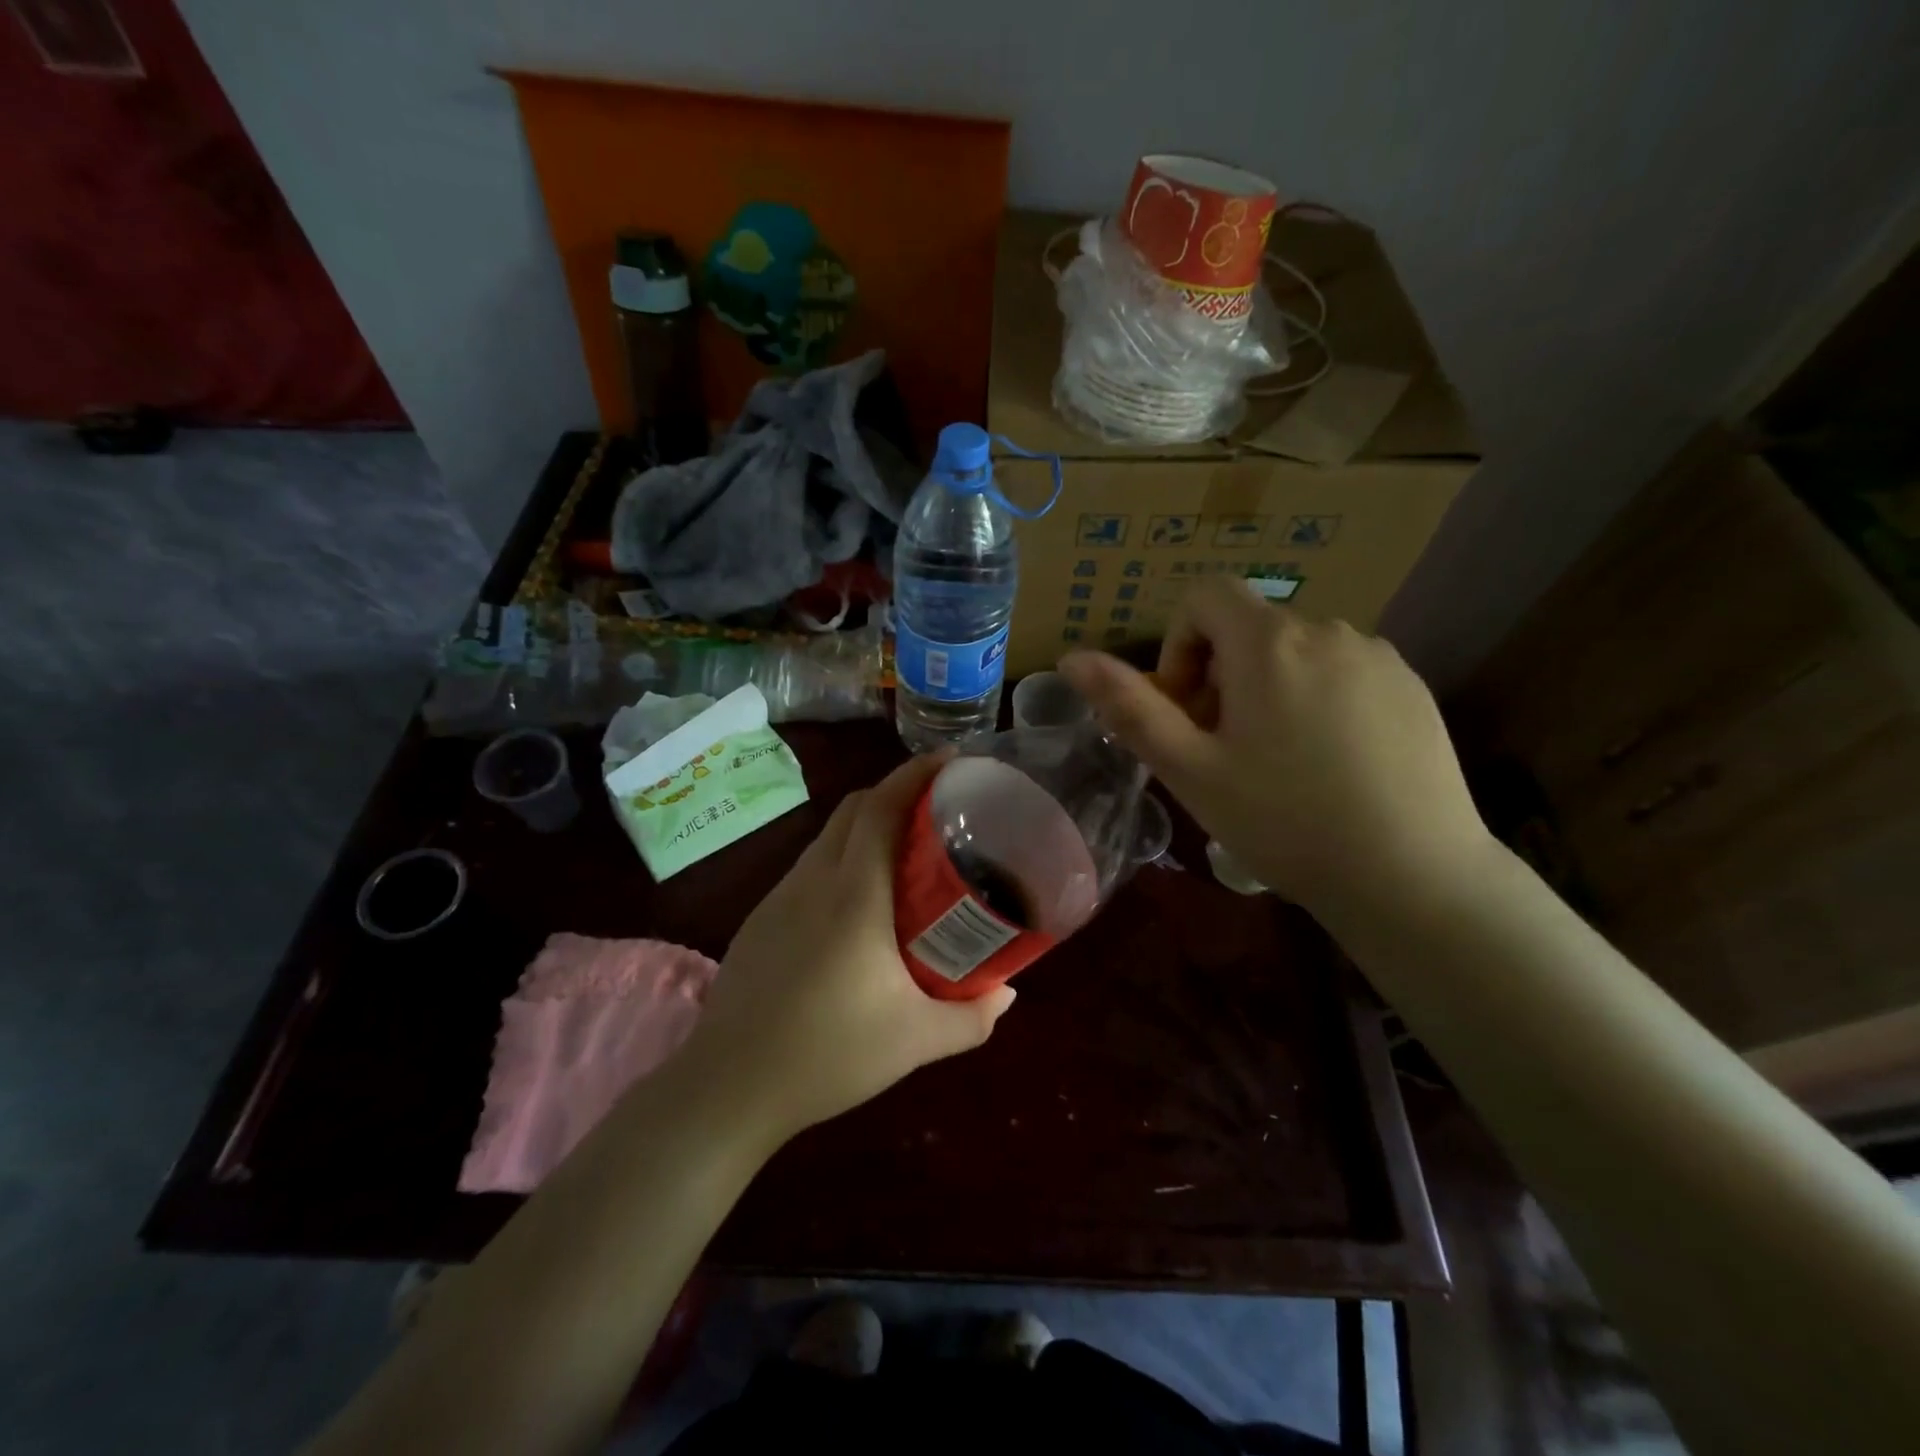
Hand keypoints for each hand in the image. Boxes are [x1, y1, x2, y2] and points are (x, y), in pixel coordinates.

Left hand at [682, 753, 1016, 1142]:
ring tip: (905, 853)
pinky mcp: (761, 919)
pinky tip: (859, 904)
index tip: (951, 758)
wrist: (729, 1087)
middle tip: (939, 808)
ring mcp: (780, 896)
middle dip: (897, 792)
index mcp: (855, 894)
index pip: (883, 806)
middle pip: (855, 808)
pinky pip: (810, 867)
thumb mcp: (916, 1041)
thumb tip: (1008, 994)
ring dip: (867, 825)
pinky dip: (842, 858)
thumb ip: (972, 1017)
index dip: (916, 773)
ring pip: (829, 836)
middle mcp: (814, 880)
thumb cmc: (829, 1055)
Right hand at [1059, 578, 1493, 916]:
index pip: (1205, 596)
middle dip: (1220, 675)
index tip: (1185, 707)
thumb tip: (1071, 657)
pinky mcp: (1413, 687)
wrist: (1412, 877)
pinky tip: (1329, 764)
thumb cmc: (1284, 820)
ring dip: (1269, 687)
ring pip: (1297, 651)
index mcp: (1269, 643)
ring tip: (1276, 761)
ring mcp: (1379, 657)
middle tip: (1222, 748)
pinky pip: (1343, 672)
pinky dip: (1317, 699)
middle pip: (1250, 628)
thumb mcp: (1190, 768)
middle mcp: (1328, 630)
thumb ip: (1129, 706)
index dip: (1178, 644)